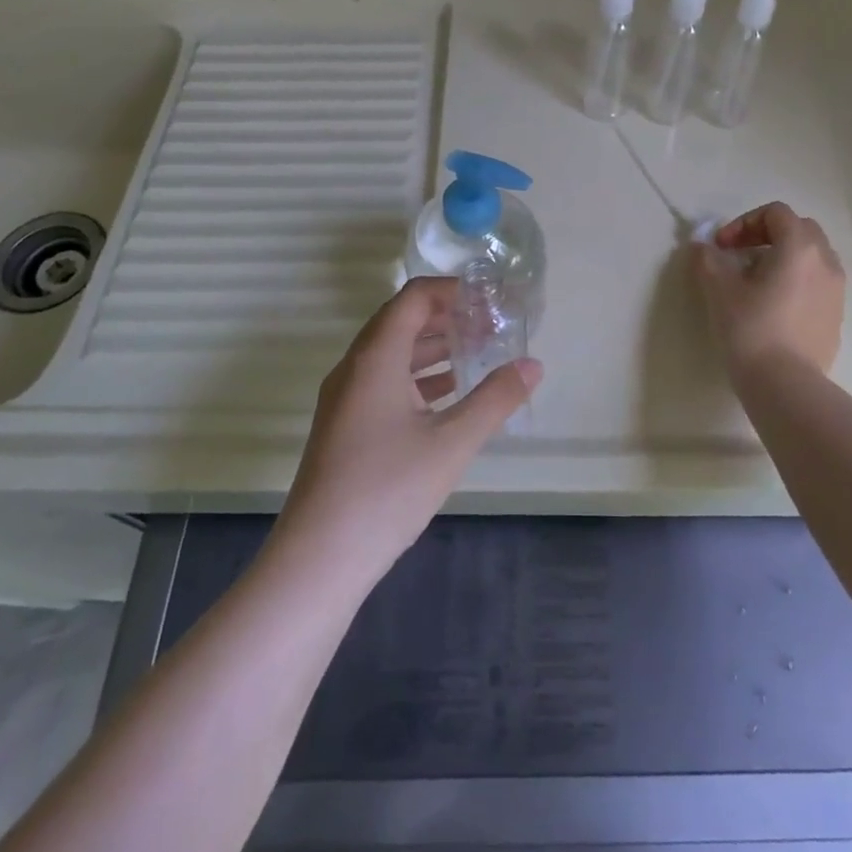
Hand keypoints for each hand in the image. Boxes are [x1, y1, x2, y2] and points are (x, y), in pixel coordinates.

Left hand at [275, 278, 541, 583]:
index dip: (453, 291)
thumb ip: (495, 399)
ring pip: (392, 353)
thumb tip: (533, 365)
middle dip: (447, 318)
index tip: (490, 302)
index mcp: (375, 357)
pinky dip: (417, 377)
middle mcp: (354, 367)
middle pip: (401, 320)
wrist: (318, 559)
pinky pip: (384, 381)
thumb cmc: (387, 490)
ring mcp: (345, 398)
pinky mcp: (345, 425)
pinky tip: (448, 395)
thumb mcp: (452, 443)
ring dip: (433, 347)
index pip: (413, 297)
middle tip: (491, 326)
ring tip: (477, 353)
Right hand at [693, 202, 844, 380]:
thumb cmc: (751, 329)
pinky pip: (817, 285)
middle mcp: (826, 262)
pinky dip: (796, 283)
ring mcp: (837, 291)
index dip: (744, 222)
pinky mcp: (836, 317)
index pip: (776, 213)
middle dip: (767, 235)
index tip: (722, 247)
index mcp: (800, 247)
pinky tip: (773, 309)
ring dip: (784, 259)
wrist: (785, 385)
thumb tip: (703, 248)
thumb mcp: (719, 290)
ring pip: (812, 258)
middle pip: (799, 230)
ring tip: (756, 283)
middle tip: (740, 257)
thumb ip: (708, 259)